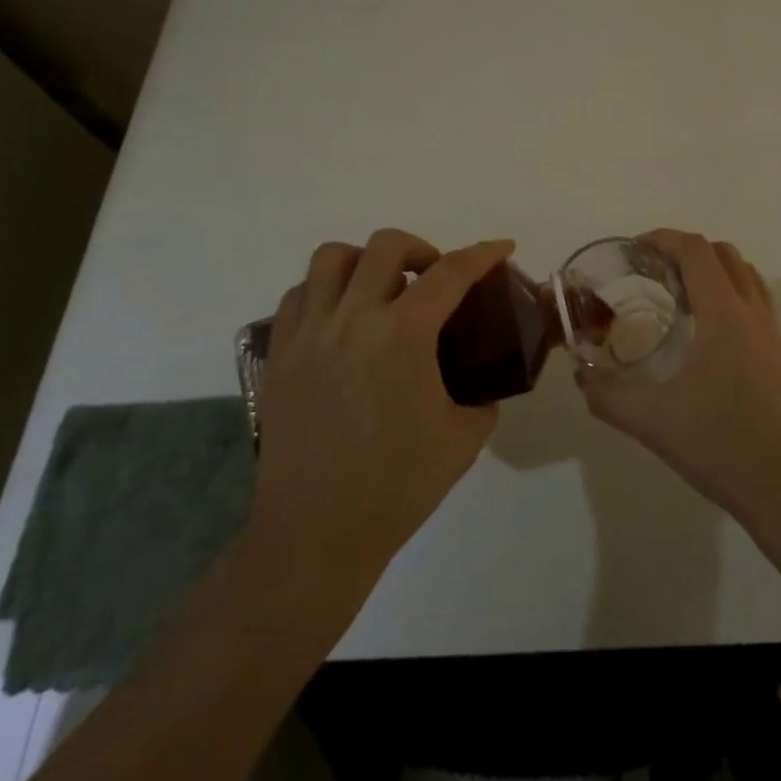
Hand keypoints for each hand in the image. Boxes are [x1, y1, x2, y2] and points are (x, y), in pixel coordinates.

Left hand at [242, 229, 513, 585]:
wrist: (316, 534)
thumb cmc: (396, 486)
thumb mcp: (463, 439)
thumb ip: (482, 399)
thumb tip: (484, 387)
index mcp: (403, 335)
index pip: (451, 273)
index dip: (483, 253)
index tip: (502, 247)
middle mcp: (352, 319)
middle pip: (386, 246)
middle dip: (421, 248)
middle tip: (434, 277)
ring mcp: (309, 334)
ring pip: (331, 259)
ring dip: (365, 260)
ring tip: (381, 288)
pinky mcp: (278, 356)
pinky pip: (298, 296)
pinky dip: (324, 291)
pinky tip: (341, 319)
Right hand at [577, 229, 780, 526]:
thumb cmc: (718, 445)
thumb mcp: (651, 421)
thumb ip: (607, 395)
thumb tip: (581, 376)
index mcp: (724, 315)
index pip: (696, 251)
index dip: (664, 239)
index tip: (634, 249)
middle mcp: (753, 312)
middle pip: (723, 254)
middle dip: (686, 251)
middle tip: (653, 272)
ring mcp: (773, 332)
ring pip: (746, 275)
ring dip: (713, 269)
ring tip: (680, 296)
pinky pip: (757, 301)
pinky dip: (731, 293)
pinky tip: (707, 332)